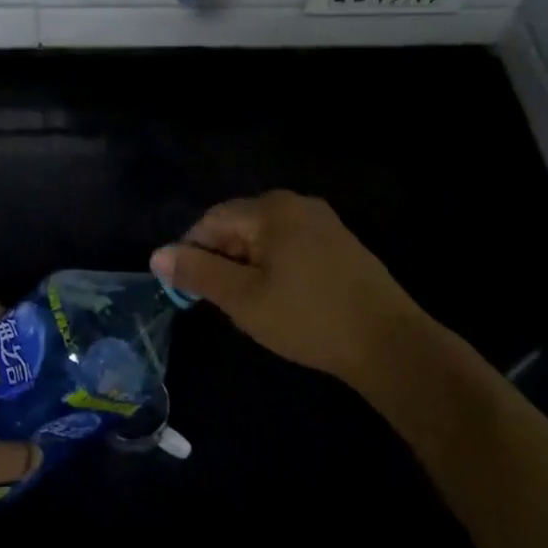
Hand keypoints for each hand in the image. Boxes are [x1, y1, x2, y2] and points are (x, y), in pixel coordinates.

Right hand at [152, 191, 429, 386]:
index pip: (212, 220)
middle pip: (239, 225)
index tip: (191, 292)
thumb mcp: (243, 299)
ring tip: (253, 307)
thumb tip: (157, 254)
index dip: (193, 253)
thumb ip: (198, 273)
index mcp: (271, 209)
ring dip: (248, 267)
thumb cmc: (308, 318)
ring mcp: (323, 222)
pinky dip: (275, 268)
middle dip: (223, 261)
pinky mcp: (340, 243)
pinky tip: (284, 301)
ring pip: (265, 238)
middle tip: (225, 304)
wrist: (390, 343)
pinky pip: (291, 246)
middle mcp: (297, 204)